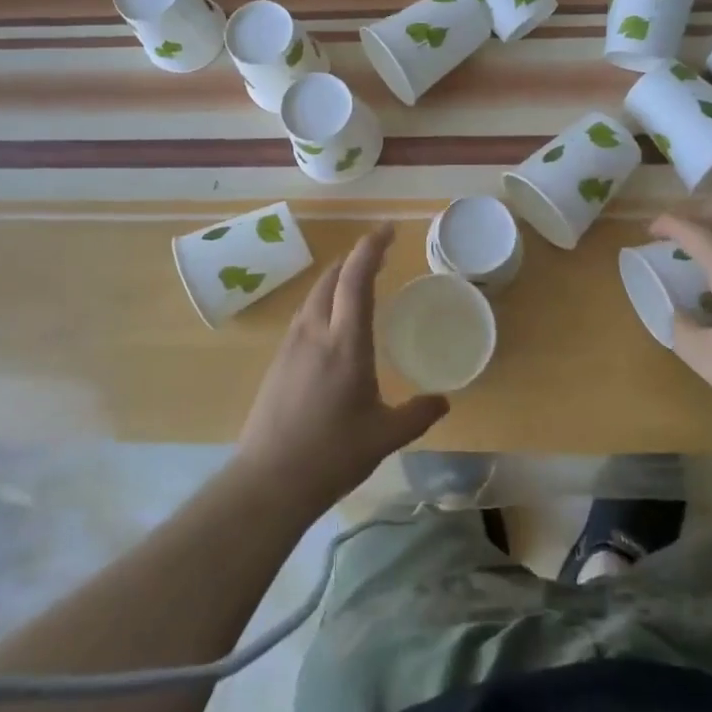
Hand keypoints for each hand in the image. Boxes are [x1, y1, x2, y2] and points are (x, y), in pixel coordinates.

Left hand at [236, 225, 448, 515]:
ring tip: (357, 282)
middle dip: (354, 259)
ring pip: (314, 295)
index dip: (371, 248)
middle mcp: (315, 332)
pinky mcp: (278, 361)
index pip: (356, 279)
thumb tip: (444, 401)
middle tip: (379, 254)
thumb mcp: (384, 437)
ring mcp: (291, 345)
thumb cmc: (331, 455)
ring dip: (336, 279)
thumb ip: (417, 414)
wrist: (268, 481)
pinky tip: (332, 323)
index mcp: (345, 342)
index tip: (387, 230)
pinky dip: (323, 302)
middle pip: (331, 278)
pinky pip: (304, 315)